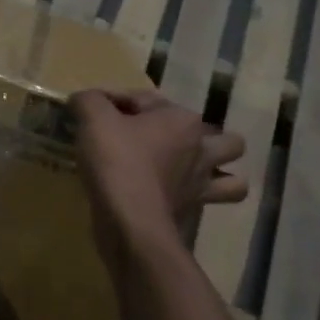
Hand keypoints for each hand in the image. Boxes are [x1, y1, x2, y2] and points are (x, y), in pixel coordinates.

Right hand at [71, 89, 246, 252]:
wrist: (130, 221)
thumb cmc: (117, 162)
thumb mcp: (94, 120)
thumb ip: (89, 101)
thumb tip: (85, 98)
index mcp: (182, 120)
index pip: (146, 99)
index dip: (114, 100)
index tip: (90, 112)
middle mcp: (201, 149)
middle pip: (222, 138)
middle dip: (202, 138)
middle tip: (167, 143)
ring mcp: (202, 184)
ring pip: (234, 180)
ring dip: (219, 176)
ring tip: (192, 175)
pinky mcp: (193, 213)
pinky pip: (207, 206)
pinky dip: (196, 202)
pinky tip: (176, 200)